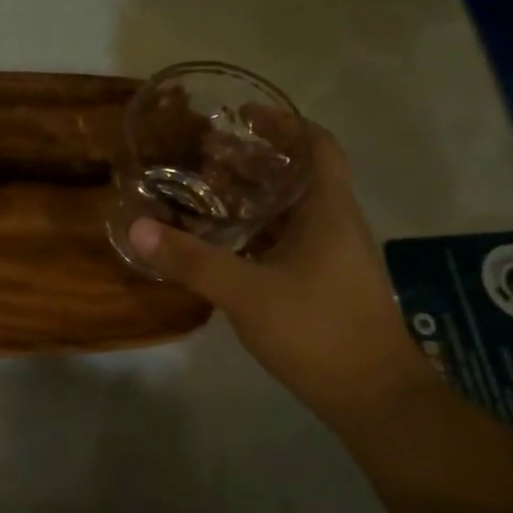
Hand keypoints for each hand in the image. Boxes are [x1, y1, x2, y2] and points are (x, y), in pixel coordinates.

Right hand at [127, 124, 436, 422]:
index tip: (243, 115)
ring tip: (209, 191)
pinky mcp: (325, 283)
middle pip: (300, 174)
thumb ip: (192, 260)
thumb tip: (138, 227)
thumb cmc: (318, 331)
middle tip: (208, 154)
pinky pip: (290, 239)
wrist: (374, 397)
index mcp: (329, 211)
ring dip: (255, 195)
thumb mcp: (246, 293)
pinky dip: (259, 230)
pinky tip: (226, 243)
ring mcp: (333, 256)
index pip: (318, 146)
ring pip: (293, 209)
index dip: (284, 124)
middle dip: (256, 158)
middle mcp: (336, 225)